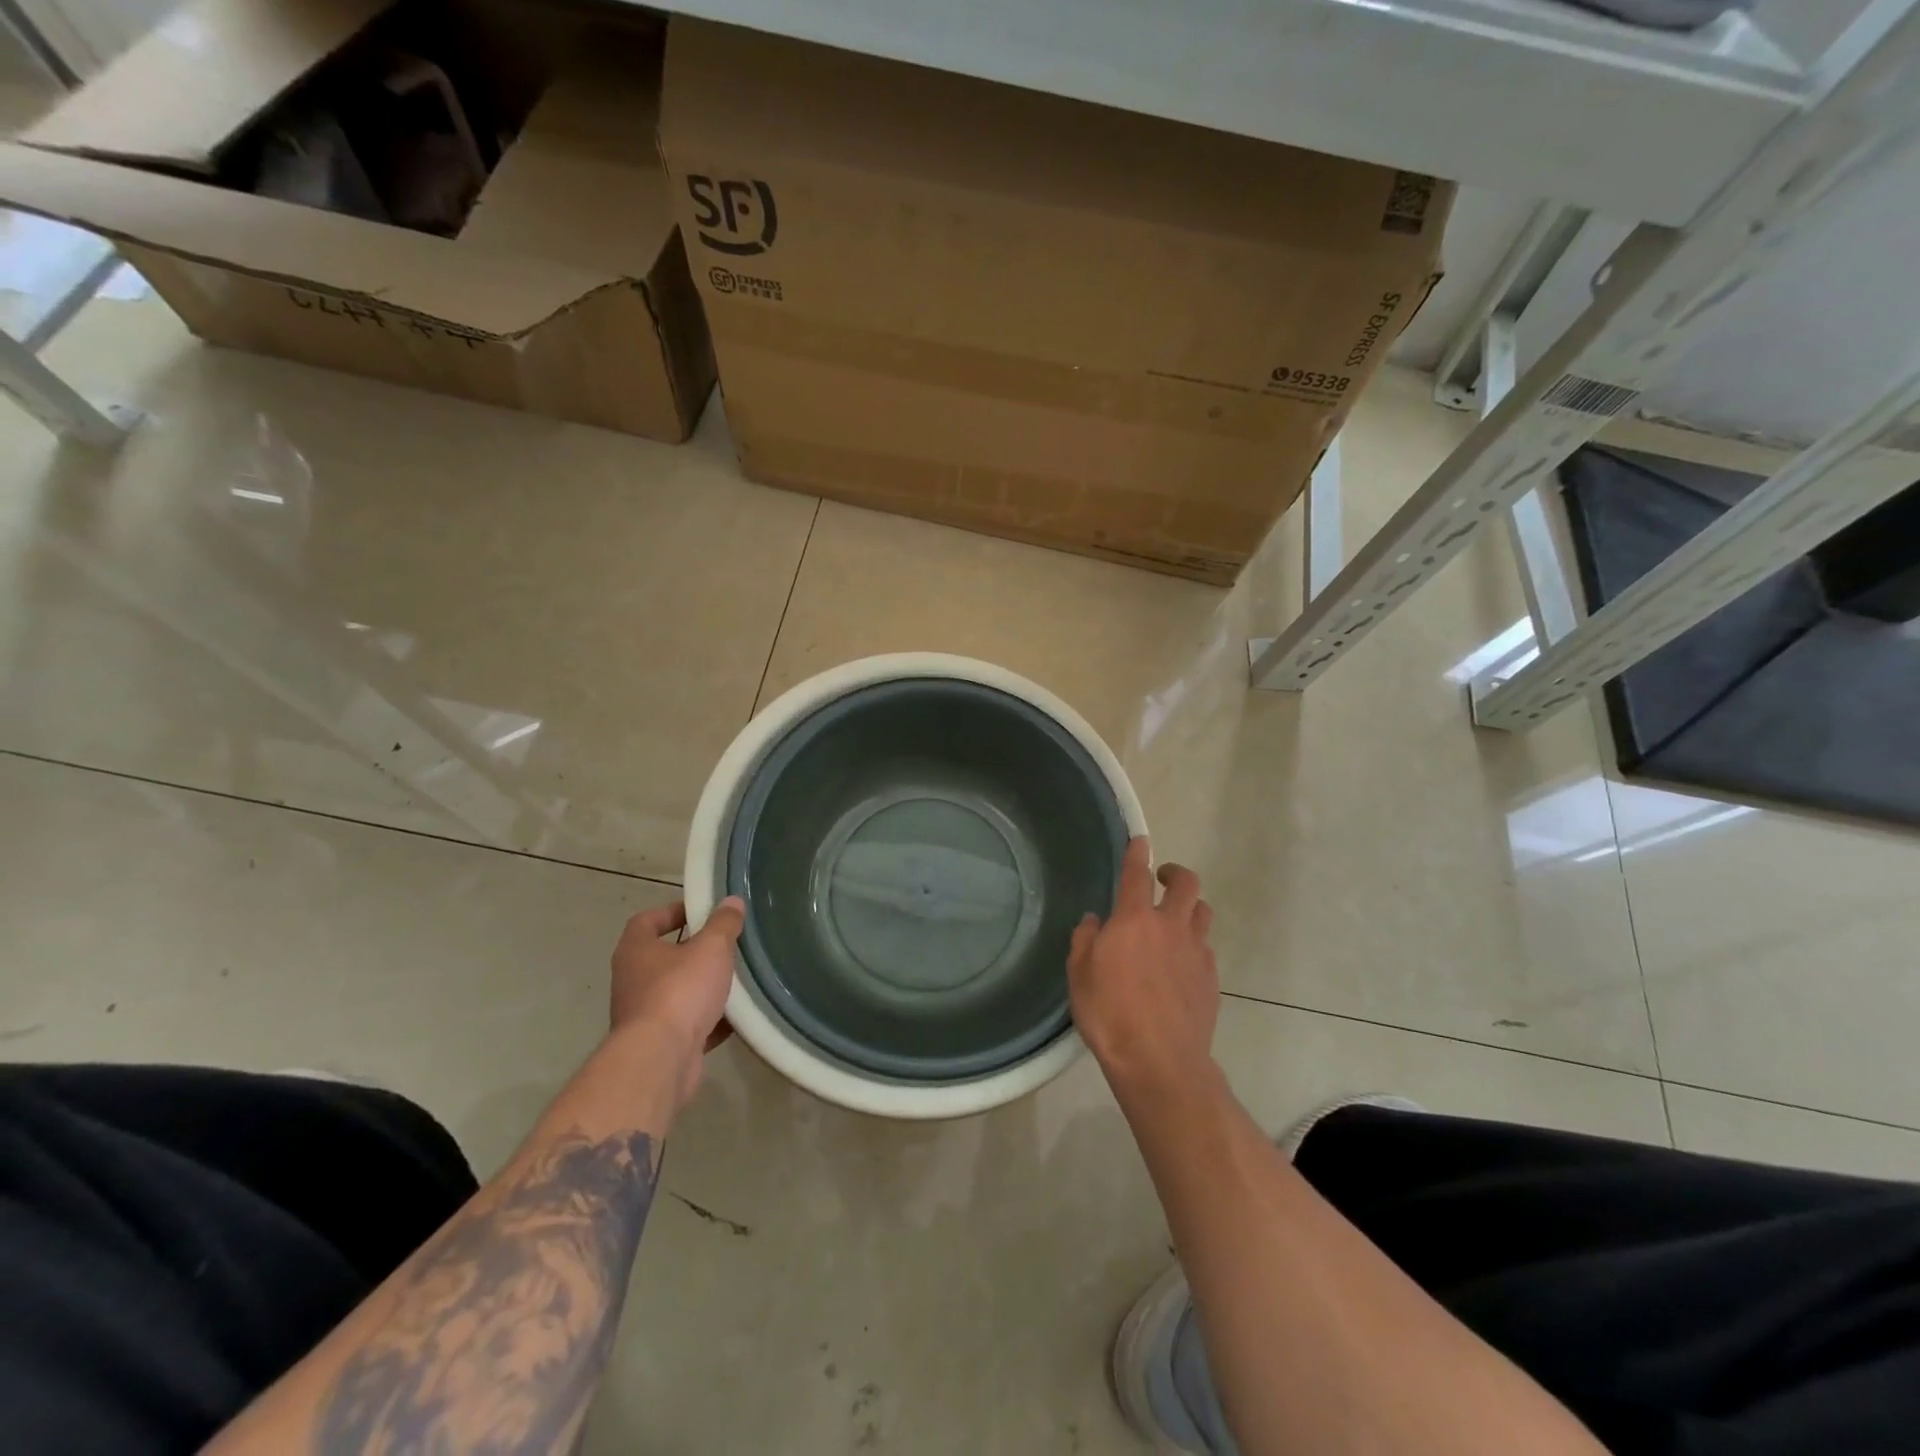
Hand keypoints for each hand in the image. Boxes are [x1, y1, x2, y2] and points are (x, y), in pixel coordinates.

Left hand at [609, 897, 744, 1107]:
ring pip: (676, 993)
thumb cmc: (680, 991)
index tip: (701, 912)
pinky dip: (709, 1020)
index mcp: (635, 951)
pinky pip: (688, 1025)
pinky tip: (736, 1017)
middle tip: (725, 945)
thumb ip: (723, 924)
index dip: (672, 912)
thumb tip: (731, 902)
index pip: (646, 921)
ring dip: (702, 987)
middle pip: (663, 958)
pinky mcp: (659, 1044)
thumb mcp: (711, 948)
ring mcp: (643, 1016)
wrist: (660, 1059)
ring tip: (735, 979)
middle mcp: (632, 981)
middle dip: (694, 951)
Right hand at [1068, 837, 1218, 1103]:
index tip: (1140, 840)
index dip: (1138, 853)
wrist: (1159, 1060)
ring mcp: (1196, 952)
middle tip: (1163, 879)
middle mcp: (1170, 926)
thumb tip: (1093, 921)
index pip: (1136, 874)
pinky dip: (1194, 946)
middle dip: (1176, 873)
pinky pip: (1206, 949)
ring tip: (1175, 920)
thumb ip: (1085, 941)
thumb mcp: (1079, 975)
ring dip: (1190, 908)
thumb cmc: (1110, 1014)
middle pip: (1186, 884)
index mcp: (1134, 920)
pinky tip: (1181, 964)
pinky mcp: (1211, 979)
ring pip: (1203, 913)